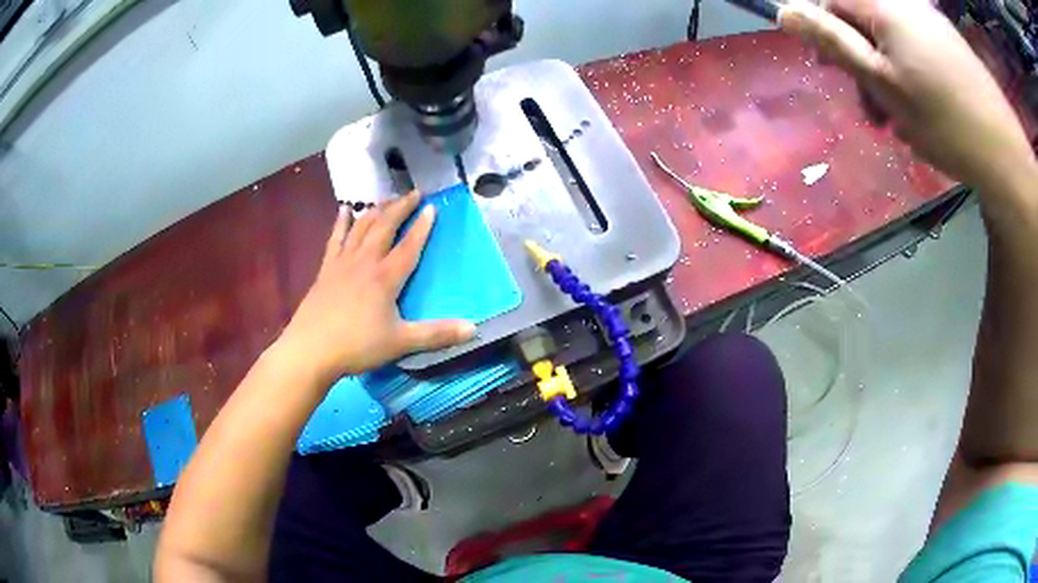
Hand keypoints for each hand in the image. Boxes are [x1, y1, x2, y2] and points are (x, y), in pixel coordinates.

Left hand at [278, 191, 474, 380]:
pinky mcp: (325, 269)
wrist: (310, 349)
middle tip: (413, 192)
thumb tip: (474, 329)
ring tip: (387, 198)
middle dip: (400, 207)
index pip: (409, 245)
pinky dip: (342, 222)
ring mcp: (342, 263)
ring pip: (362, 227)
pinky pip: (336, 238)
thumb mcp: (400, 342)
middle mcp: (365, 262)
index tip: (432, 207)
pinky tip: (345, 209)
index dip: (422, 226)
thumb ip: (436, 334)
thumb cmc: (357, 346)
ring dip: (376, 210)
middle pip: (385, 227)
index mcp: (385, 277)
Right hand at [779, 0, 1036, 195]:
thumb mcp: (881, 82)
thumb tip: (784, 12)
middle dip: (859, 58)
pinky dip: (911, 71)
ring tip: (898, 118)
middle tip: (870, 107)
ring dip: (886, 72)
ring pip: (892, 36)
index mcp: (882, 5)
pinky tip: (922, 106)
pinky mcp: (950, 41)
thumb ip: (832, 41)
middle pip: (863, 18)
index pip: (830, 0)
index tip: (829, 67)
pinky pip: (917, 45)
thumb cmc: (942, 119)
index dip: (823, 29)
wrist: (1003, 151)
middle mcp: (905, 2)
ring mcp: (931, 20)